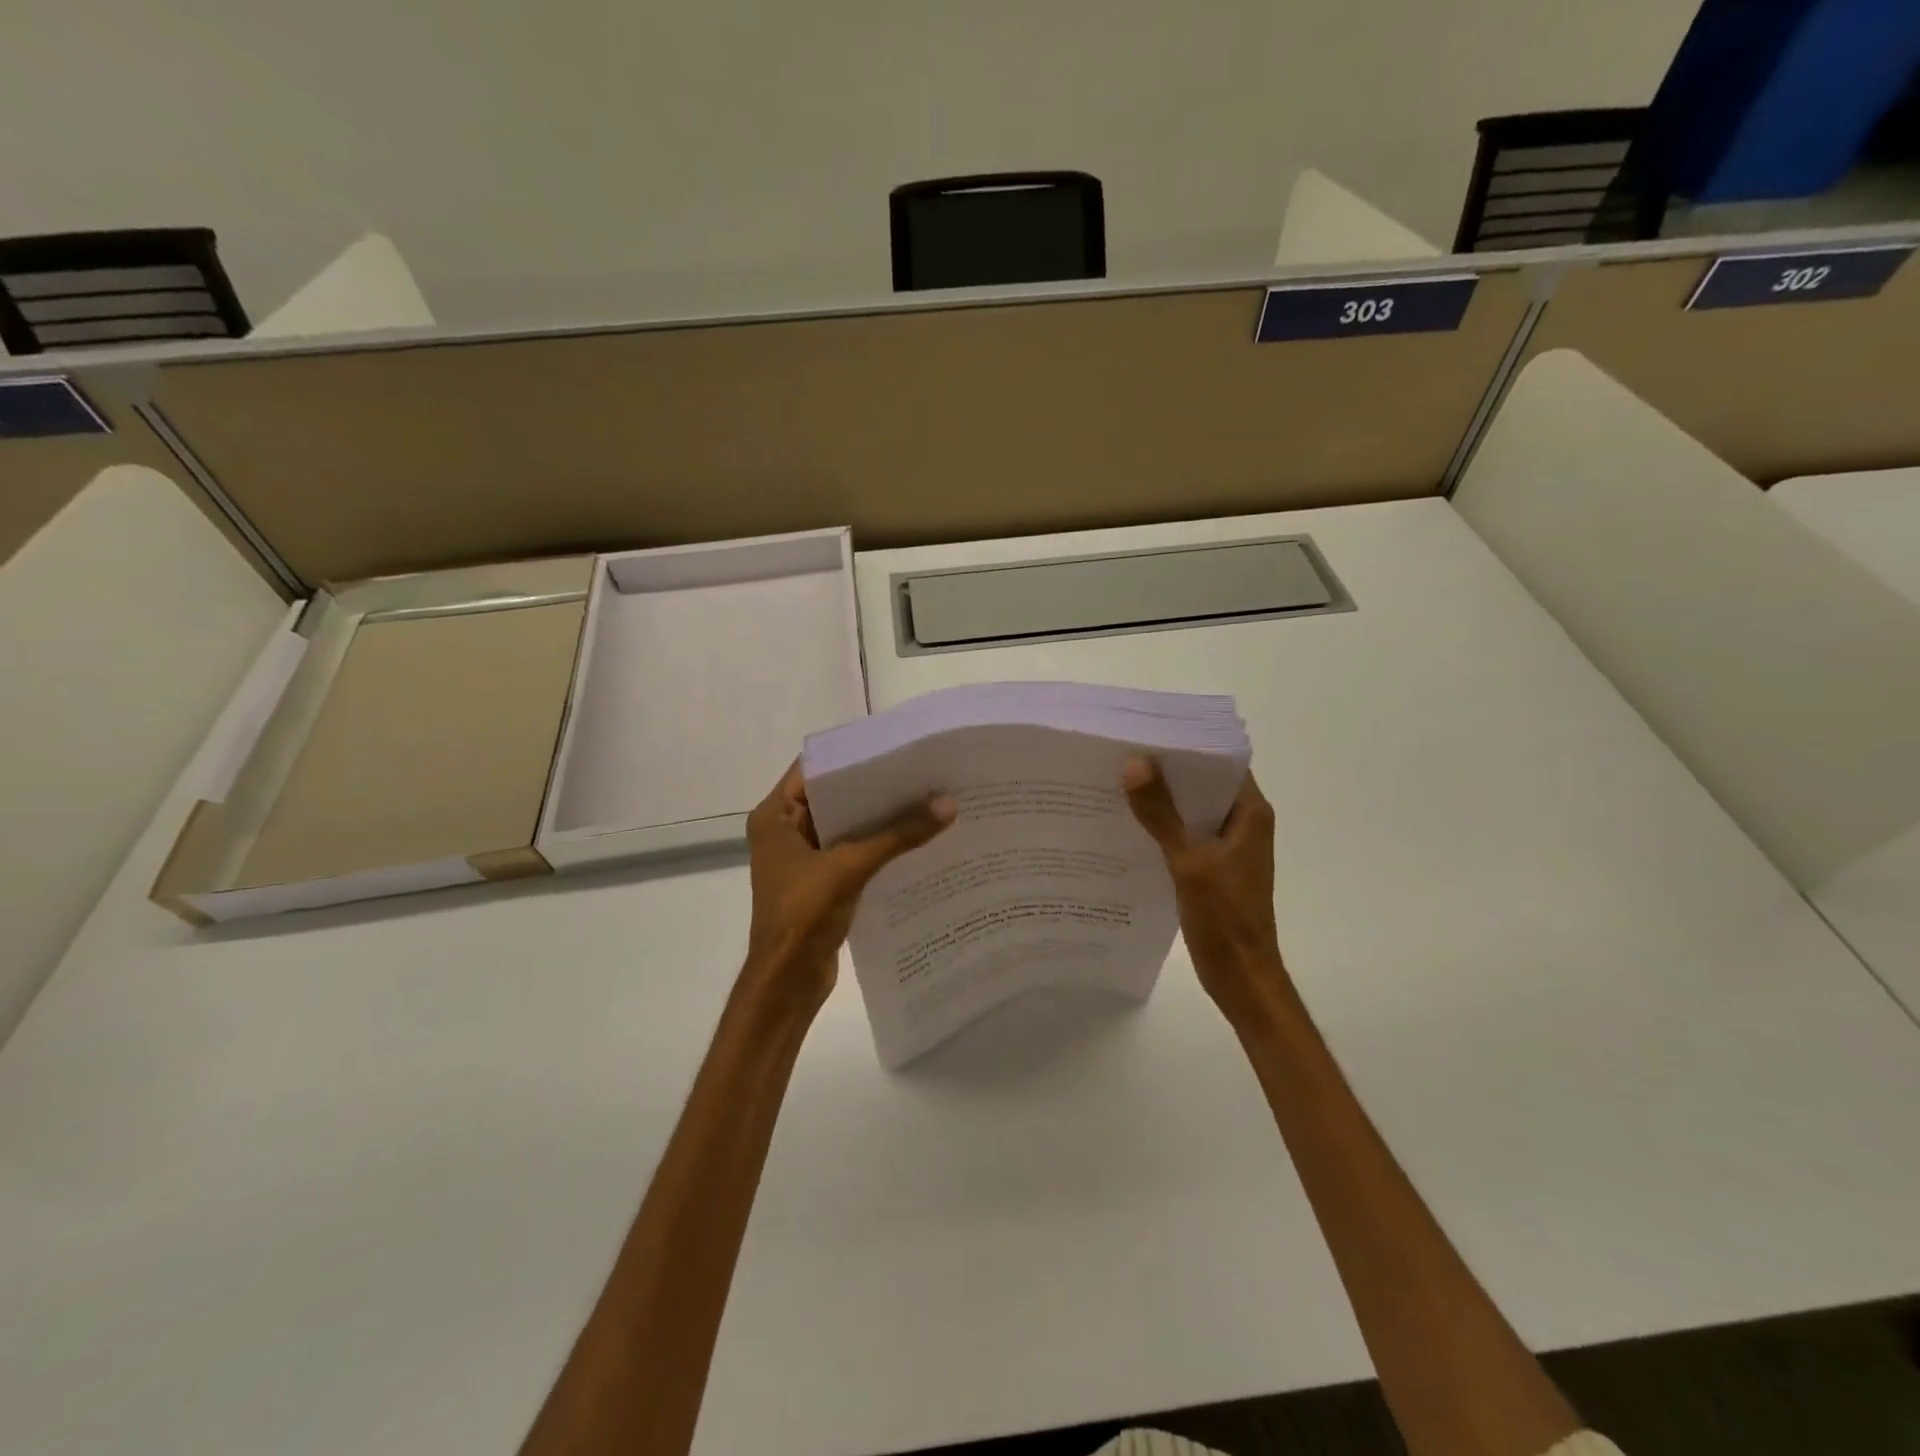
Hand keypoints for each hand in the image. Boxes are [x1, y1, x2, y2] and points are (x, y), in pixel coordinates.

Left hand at [743, 761, 955, 1009]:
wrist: (786, 982)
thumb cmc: (803, 914)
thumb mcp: (851, 866)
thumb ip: (898, 834)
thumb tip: (948, 804)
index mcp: (775, 817)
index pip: (814, 769)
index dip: (852, 755)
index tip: (894, 746)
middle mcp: (785, 830)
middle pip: (834, 796)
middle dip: (874, 786)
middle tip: (920, 770)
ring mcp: (803, 857)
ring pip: (846, 825)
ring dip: (880, 817)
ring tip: (926, 798)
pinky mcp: (822, 881)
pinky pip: (853, 851)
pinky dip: (880, 844)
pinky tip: (916, 837)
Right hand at [1123, 758, 1288, 1019]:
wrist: (1241, 976)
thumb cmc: (1225, 918)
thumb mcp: (1189, 862)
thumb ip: (1162, 815)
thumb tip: (1135, 764)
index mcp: (1250, 814)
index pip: (1222, 762)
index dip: (1188, 746)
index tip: (1149, 733)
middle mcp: (1242, 824)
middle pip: (1203, 785)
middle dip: (1167, 772)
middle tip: (1122, 755)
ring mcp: (1227, 847)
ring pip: (1191, 811)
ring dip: (1161, 801)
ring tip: (1117, 784)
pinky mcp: (1212, 868)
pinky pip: (1184, 836)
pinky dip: (1161, 829)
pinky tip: (1128, 826)